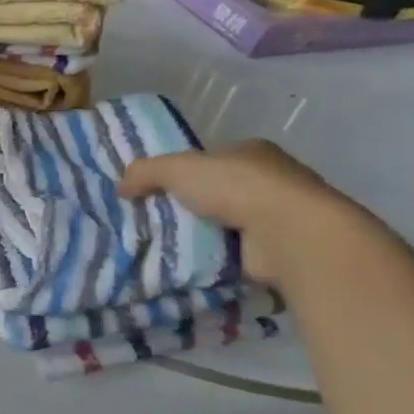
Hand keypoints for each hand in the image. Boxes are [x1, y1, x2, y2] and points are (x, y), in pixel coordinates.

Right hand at [119, 140, 377, 287]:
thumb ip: (144, 172)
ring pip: (226, 221)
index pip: (210, 158)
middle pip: (217, 190)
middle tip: (153, 219)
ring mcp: (279, 215)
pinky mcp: (280, 247)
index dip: (182, 171)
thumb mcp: (175, 168)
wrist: (291, 233)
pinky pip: (236, 250)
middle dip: (189, 204)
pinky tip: (191, 262)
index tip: (156, 189)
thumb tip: (121, 188)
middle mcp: (271, 179)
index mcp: (251, 151)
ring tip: (165, 244)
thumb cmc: (236, 188)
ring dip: (202, 232)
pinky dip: (216, 256)